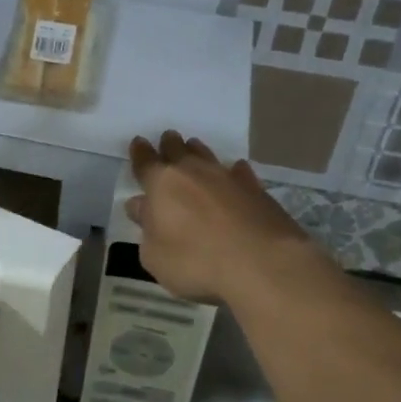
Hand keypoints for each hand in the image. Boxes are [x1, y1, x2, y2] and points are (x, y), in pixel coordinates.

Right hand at [125, 131, 320, 304]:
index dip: (140, 153)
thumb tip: (141, 207)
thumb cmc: (196, 262)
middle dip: (169, 144)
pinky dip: (234, 171)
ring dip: (198, 151)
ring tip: (193, 147)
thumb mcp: (155, 256)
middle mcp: (194, 172)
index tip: (138, 142)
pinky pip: (240, 172)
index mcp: (162, 184)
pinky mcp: (256, 190)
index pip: (146, 163)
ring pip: (208, 156)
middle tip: (167, 138)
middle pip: (178, 150)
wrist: (262, 263)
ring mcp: (228, 178)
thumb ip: (147, 229)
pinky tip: (236, 170)